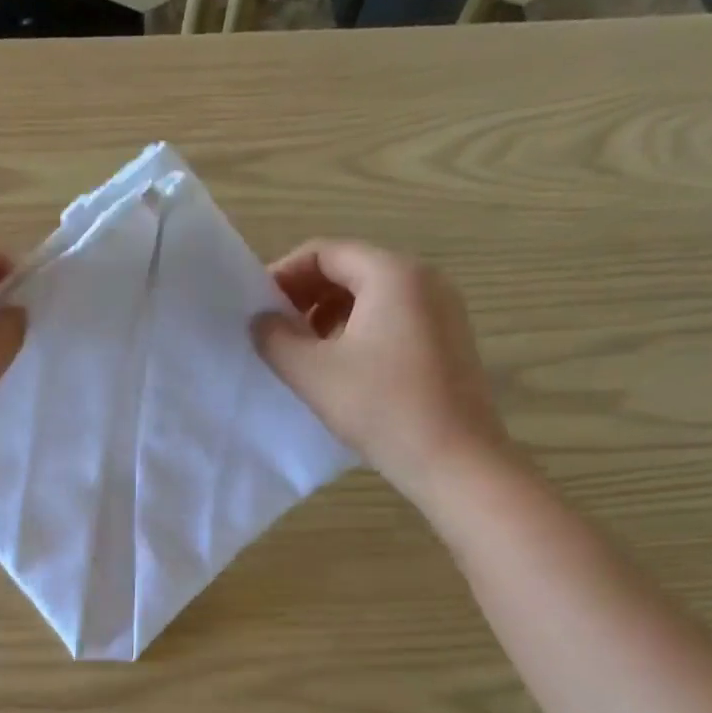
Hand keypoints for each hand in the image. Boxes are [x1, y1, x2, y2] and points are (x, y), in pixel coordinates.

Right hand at [255, 242, 511, 507]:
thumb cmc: (380, 407)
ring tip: (304, 351)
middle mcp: (424, 279)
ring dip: (329, 314)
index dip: (284, 274)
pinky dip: (358, 329)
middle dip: (306, 295)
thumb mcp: (312, 372)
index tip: (257, 307)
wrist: (454, 459)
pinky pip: (393, 317)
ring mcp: (442, 309)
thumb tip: (262, 320)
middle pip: (350, 268)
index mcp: (392, 274)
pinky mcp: (448, 339)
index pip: (325, 252)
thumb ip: (276, 338)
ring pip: (371, 295)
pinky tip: (341, 366)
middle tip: (275, 329)